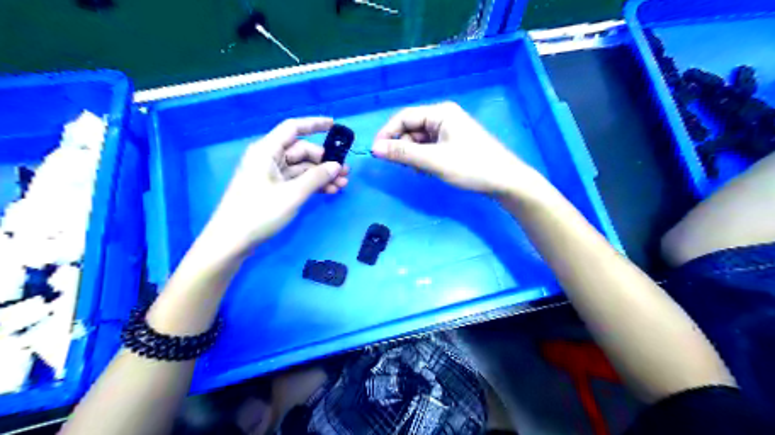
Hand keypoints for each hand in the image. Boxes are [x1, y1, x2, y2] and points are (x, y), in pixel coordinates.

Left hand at [199, 118, 347, 258]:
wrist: (232, 241)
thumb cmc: (259, 213)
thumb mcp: (292, 194)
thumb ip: (316, 178)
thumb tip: (336, 166)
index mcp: (267, 151)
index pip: (293, 128)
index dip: (314, 125)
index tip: (334, 125)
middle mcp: (268, 158)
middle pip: (301, 151)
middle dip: (324, 161)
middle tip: (345, 173)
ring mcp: (270, 175)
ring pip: (301, 168)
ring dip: (321, 175)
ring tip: (342, 185)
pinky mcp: (272, 189)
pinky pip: (296, 180)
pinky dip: (312, 184)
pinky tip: (329, 191)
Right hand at [372, 102, 540, 195]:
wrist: (505, 181)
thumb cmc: (471, 167)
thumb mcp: (434, 161)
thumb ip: (403, 154)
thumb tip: (374, 149)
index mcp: (440, 113)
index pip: (404, 117)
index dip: (387, 134)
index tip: (376, 153)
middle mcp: (443, 117)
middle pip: (411, 129)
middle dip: (403, 148)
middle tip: (404, 167)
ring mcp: (449, 131)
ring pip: (419, 141)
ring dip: (414, 156)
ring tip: (421, 171)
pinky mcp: (453, 145)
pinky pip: (430, 149)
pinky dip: (424, 160)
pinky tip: (429, 171)